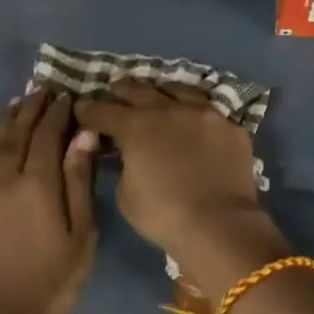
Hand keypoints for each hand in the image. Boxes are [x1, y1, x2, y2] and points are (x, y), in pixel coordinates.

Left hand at [0, 92, 97, 313]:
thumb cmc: (52, 280)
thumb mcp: (81, 234)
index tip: (66, 96)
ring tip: (16, 103)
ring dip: (5, 121)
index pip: (48, 134)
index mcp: (38, 182)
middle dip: (32, 109)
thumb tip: (83, 136)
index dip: (58, 113)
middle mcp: (5, 177)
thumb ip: (79, 181)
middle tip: (42, 90)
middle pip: (19, 132)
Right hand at [71, 82, 286, 298]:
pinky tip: (195, 118)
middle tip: (115, 89)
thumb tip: (127, 155)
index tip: (81, 107)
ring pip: (179, 90)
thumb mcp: (126, 194)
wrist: (219, 224)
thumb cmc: (163, 214)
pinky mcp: (231, 127)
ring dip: (162, 91)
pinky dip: (196, 113)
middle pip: (140, 91)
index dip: (89, 109)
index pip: (104, 111)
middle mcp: (169, 110)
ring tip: (158, 93)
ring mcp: (204, 114)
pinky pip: (210, 111)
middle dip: (123, 90)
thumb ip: (123, 165)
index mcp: (137, 126)